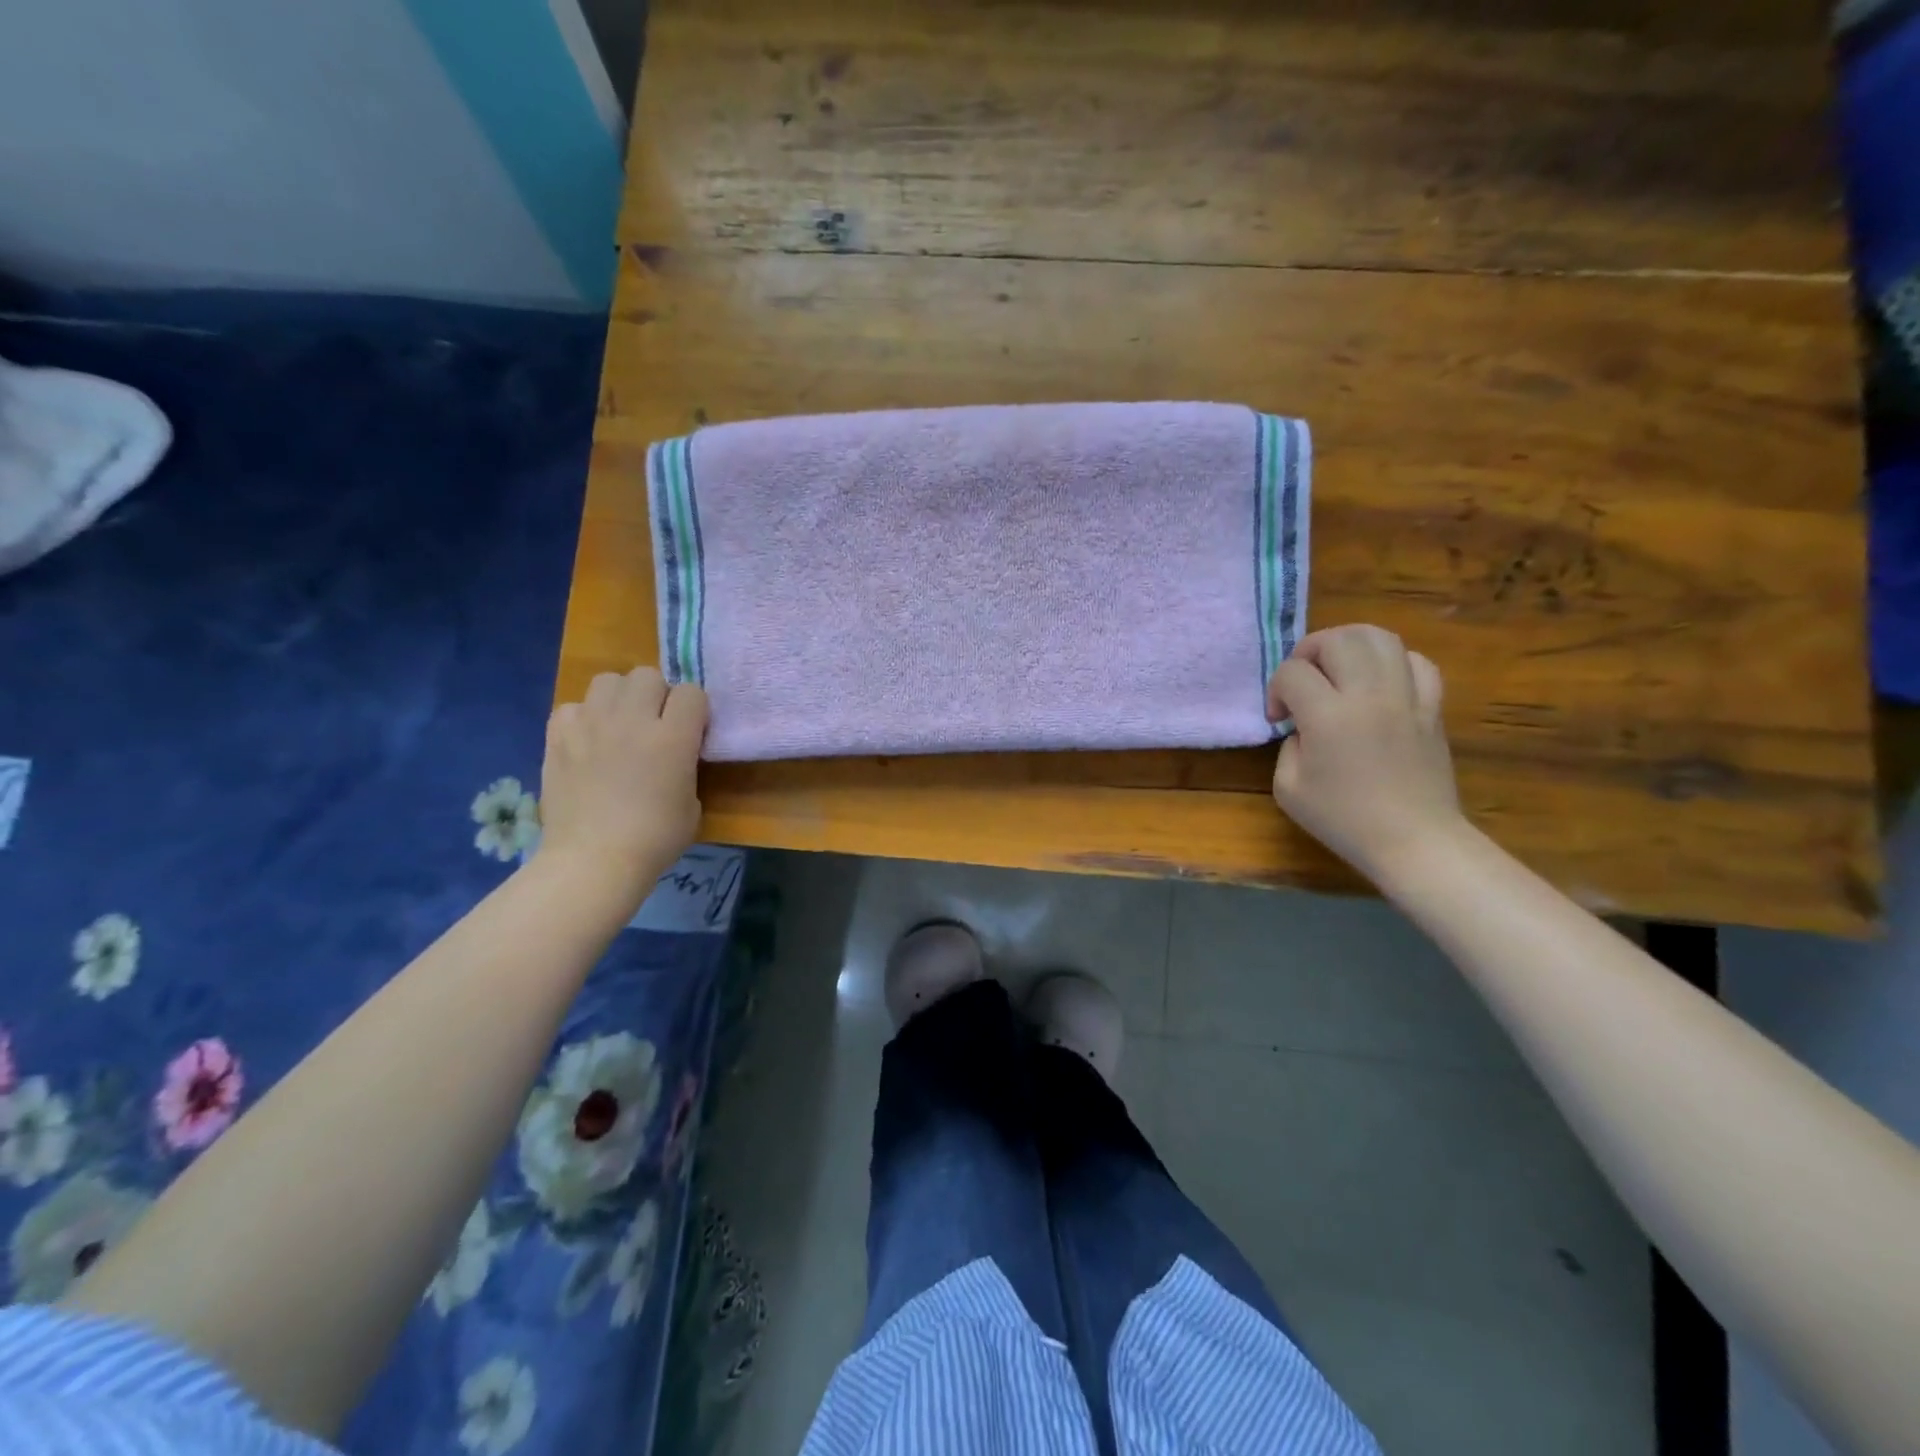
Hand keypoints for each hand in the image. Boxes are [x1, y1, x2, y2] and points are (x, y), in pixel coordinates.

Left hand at [536, 668, 707, 905]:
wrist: (593, 860)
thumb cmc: (655, 839)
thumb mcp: (691, 802)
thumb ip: (685, 765)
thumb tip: (674, 754)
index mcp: (673, 737)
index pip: (692, 692)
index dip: (694, 710)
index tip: (690, 732)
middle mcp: (633, 719)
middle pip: (648, 676)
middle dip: (656, 695)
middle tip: (654, 725)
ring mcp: (591, 724)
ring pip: (608, 681)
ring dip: (619, 698)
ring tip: (618, 726)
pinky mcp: (558, 736)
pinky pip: (573, 707)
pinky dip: (582, 719)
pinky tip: (586, 742)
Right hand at [1266, 625, 1462, 883]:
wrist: (1413, 840)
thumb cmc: (1343, 820)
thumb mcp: (1288, 788)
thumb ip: (1288, 745)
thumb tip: (1303, 726)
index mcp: (1328, 717)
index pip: (1293, 672)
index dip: (1276, 690)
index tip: (1279, 719)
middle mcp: (1369, 695)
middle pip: (1338, 638)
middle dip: (1310, 652)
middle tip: (1304, 680)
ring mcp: (1406, 697)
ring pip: (1380, 637)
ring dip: (1350, 645)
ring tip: (1338, 669)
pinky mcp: (1432, 707)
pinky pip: (1416, 661)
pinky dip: (1392, 662)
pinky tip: (1379, 682)